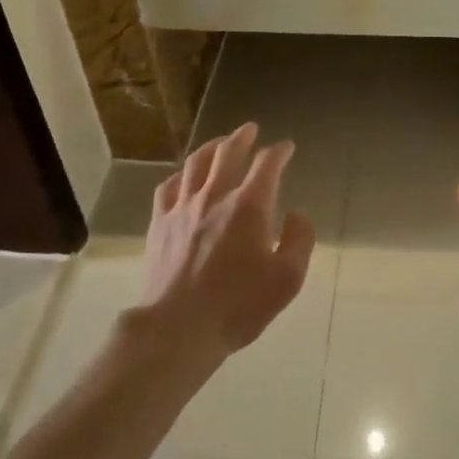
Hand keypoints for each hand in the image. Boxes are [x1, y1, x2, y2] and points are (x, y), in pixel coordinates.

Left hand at [136, 123, 315, 361]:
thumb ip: (299, 241)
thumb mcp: (287, 279)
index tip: (287, 148)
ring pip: (195, 163)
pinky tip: (184, 177)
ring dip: (211, 147)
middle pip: (228, 152)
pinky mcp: (159, 224)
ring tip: (219, 143)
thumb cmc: (237, 306)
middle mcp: (215, 196)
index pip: (267, 164)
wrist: (176, 330)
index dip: (279, 152)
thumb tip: (296, 215)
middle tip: (250, 129)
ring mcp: (183, 208)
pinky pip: (168, 187)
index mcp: (249, 206)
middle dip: (242, 137)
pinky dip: (180, 175)